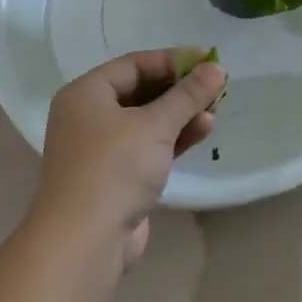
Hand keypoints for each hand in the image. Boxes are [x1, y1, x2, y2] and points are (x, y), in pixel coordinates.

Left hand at [31, 50, 226, 268]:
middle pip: (142, 91)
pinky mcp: (117, 176)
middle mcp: (90, 116)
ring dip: (182, 114)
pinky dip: (174, 138)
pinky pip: (150, 146)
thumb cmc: (114, 168)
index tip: (209, 60)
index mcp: (86, 94)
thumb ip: (187, 95)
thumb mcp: (155, 125)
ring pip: (148, 121)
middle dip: (180, 89)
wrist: (84, 241)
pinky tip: (203, 131)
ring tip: (216, 110)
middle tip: (216, 87)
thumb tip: (215, 68)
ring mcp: (102, 149)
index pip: (134, 64)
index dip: (173, 60)